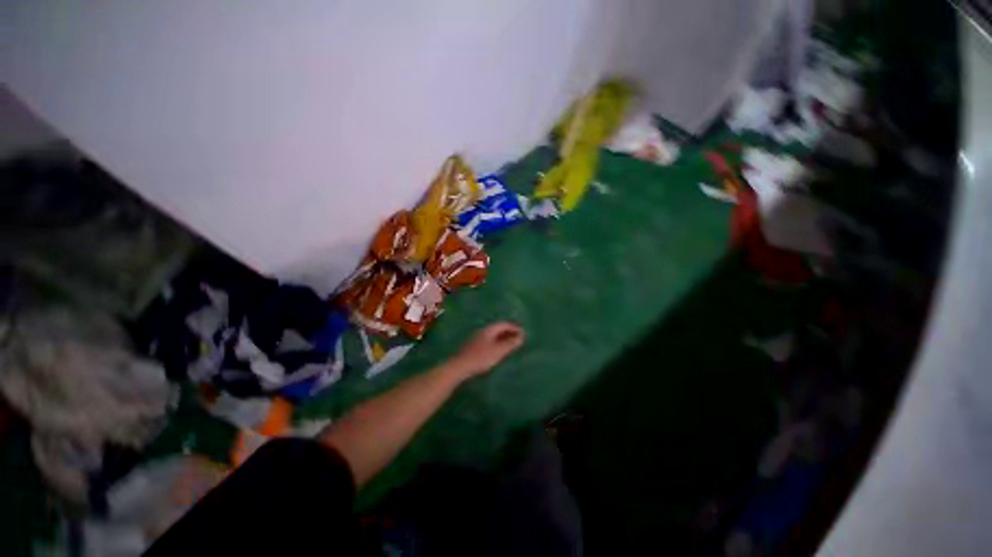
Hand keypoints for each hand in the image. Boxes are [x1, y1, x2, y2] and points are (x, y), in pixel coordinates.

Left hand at [448, 322, 524, 377]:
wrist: (460, 366)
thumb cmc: (481, 357)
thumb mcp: (499, 351)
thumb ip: (510, 344)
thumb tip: (520, 337)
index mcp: (489, 329)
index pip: (504, 324)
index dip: (514, 327)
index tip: (523, 333)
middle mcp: (482, 331)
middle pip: (498, 328)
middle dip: (509, 332)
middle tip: (518, 338)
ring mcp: (476, 338)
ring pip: (493, 335)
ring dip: (503, 338)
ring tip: (510, 345)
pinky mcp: (473, 346)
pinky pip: (488, 341)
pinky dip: (496, 343)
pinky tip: (498, 351)